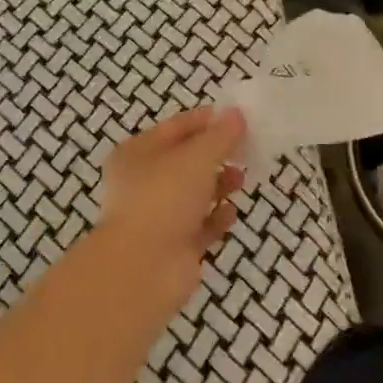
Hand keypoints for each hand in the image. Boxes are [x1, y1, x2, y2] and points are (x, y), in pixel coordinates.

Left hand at [98, 107, 247, 290]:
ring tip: (240, 181)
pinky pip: (199, 226)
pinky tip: (231, 214)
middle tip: (245, 151)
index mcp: (137, 153)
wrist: (143, 268)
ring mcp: (157, 216)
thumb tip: (236, 114)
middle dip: (216, 155)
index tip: (238, 118)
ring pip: (193, 194)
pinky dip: (216, 218)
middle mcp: (142, 182)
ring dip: (218, 185)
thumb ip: (220, 136)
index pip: (175, 128)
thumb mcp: (196, 157)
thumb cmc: (164, 198)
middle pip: (185, 161)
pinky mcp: (173, 246)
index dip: (206, 121)